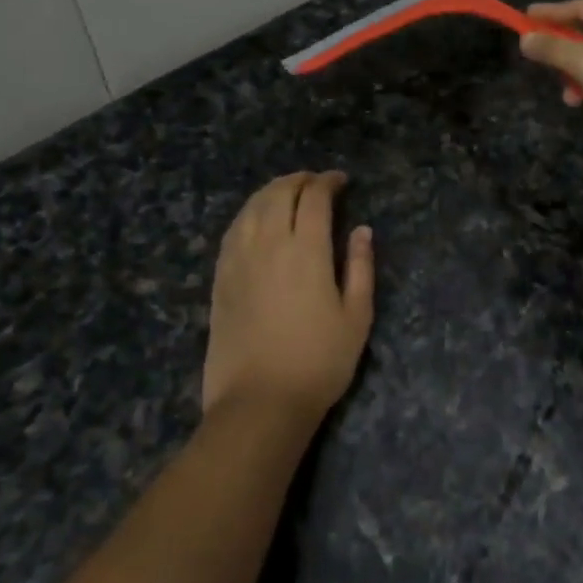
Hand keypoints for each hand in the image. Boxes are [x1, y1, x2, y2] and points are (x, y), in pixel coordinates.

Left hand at [202, 171, 374, 424]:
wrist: (259, 402)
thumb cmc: (319, 362)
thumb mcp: (357, 317)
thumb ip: (360, 267)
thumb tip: (361, 230)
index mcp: (306, 250)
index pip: (314, 198)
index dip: (328, 182)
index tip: (340, 180)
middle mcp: (268, 244)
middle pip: (278, 194)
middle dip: (298, 180)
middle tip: (314, 182)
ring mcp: (239, 260)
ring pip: (251, 208)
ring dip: (270, 191)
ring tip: (286, 192)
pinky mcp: (221, 278)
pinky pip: (232, 231)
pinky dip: (247, 214)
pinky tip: (255, 220)